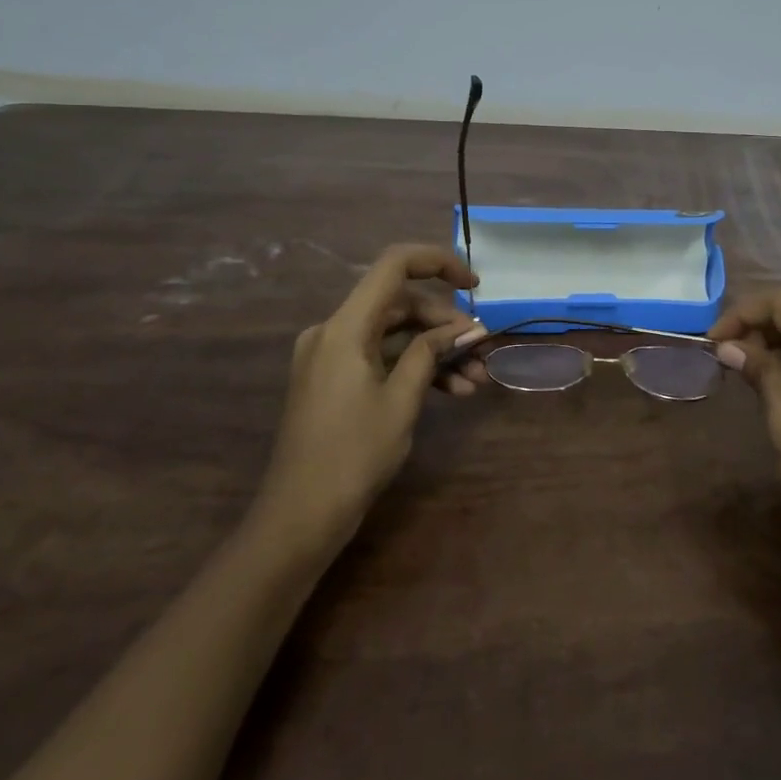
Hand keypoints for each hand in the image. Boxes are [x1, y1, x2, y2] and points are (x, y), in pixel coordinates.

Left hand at [254, 244, 487, 549]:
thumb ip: (432, 353)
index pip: (394, 265)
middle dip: (445, 324)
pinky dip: (414, 368)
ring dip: (436, 351)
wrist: (299, 517)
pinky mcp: (334, 379)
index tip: (474, 285)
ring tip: (475, 380)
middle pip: (400, 304)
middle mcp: (334, 330)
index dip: (438, 263)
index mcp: (345, 326)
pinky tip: (452, 393)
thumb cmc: (353, 455)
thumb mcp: (402, 400)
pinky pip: (381, 357)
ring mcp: (331, 355)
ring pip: (395, 334)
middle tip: (481, 350)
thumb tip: (465, 329)